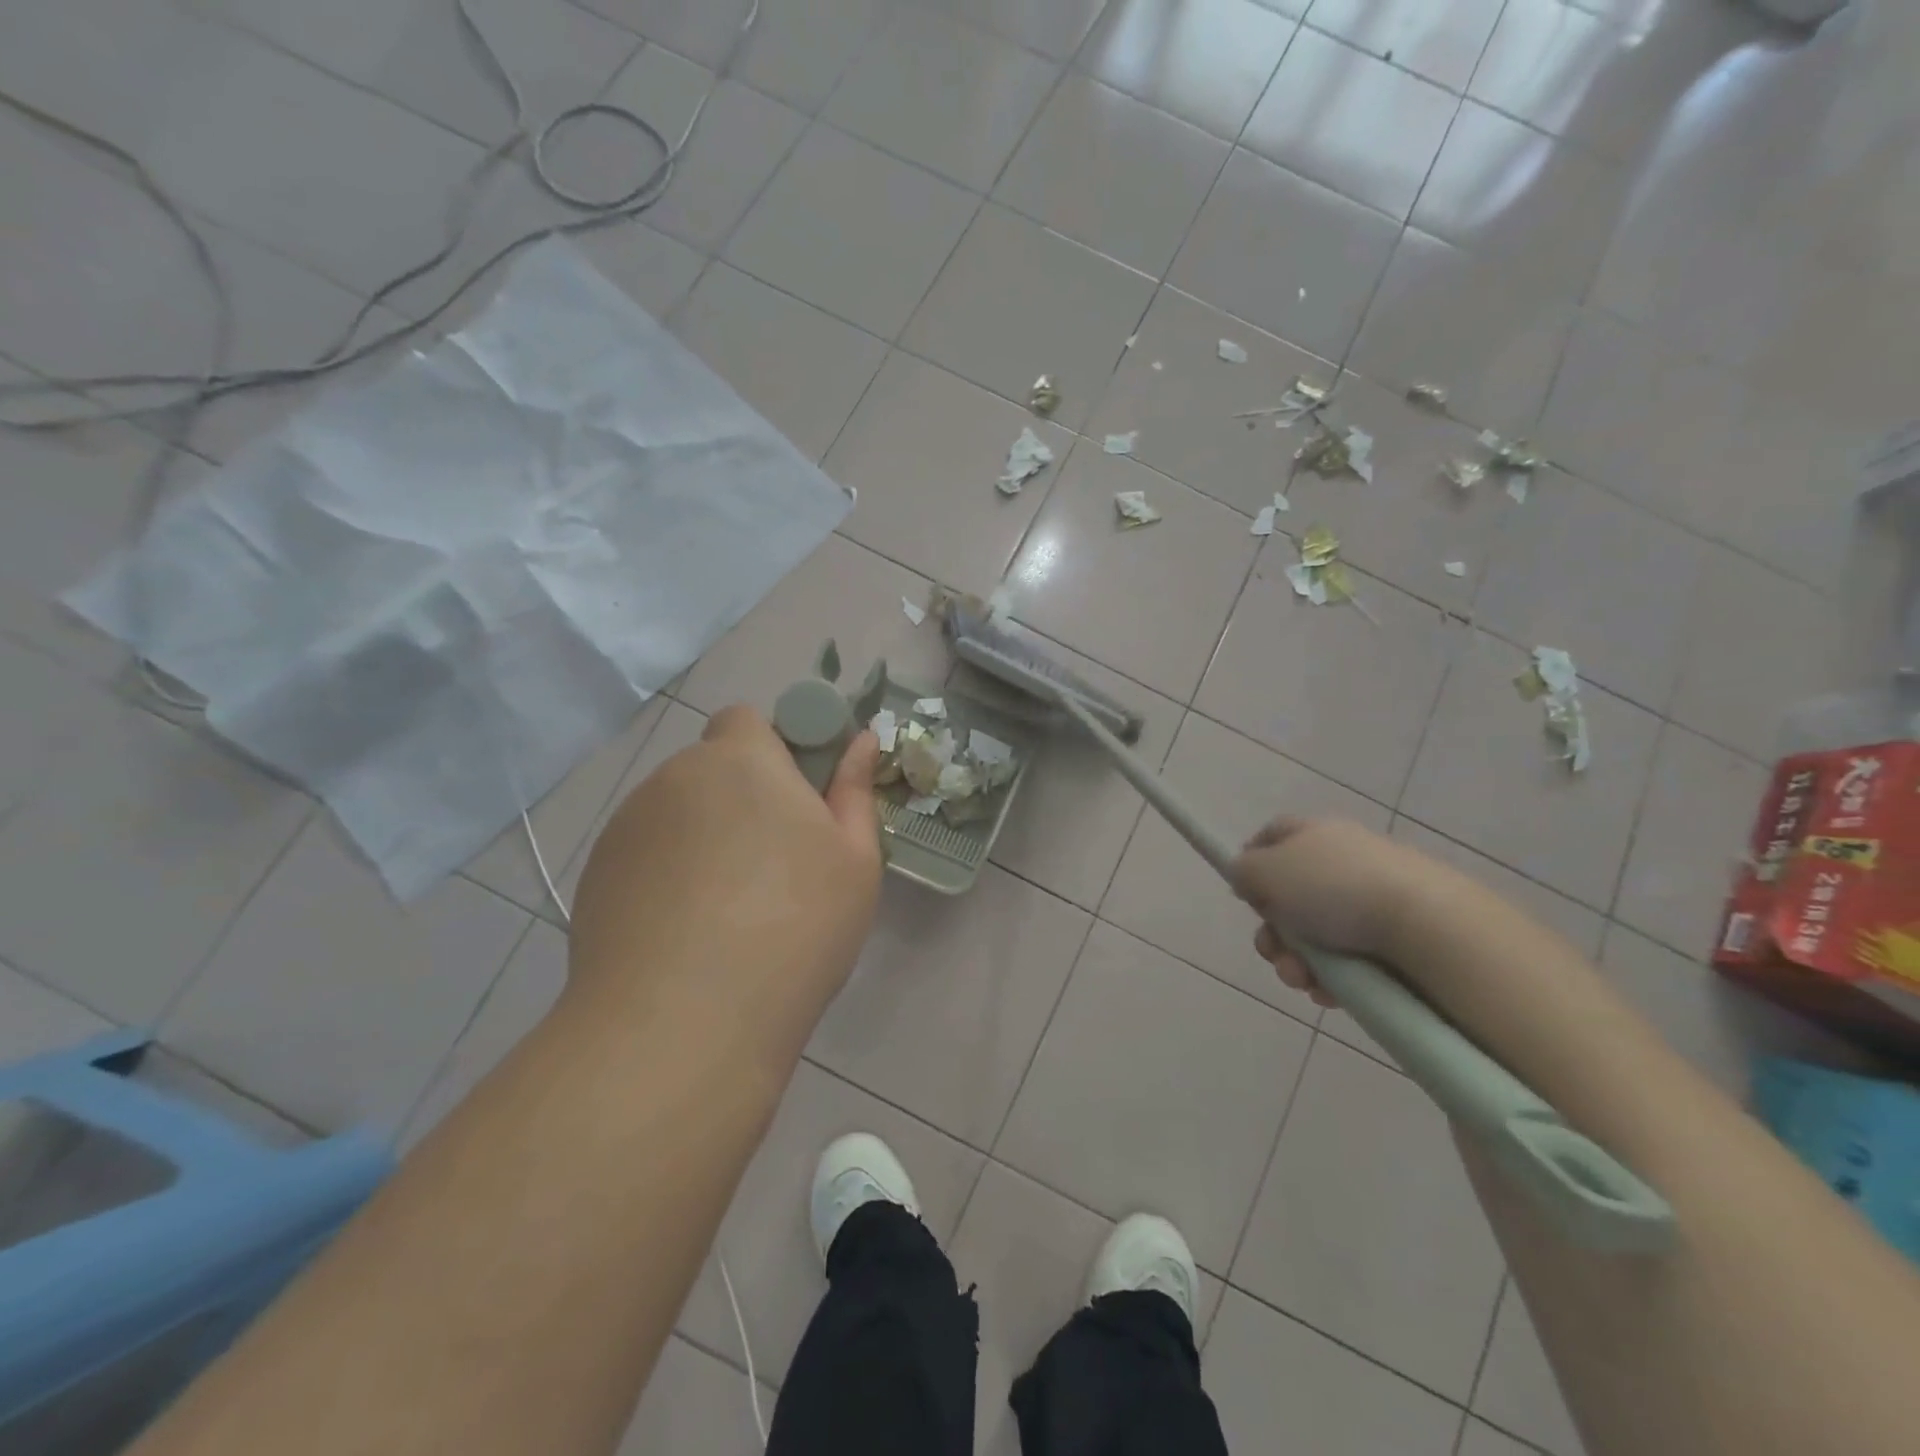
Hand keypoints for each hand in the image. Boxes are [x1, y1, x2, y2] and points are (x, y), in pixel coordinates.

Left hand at [568, 705, 883, 1024]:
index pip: (746, 719)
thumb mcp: (854, 861)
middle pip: (712, 770)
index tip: (799, 801)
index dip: (774, 750)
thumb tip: (861, 741)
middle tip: (776, 863)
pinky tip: (688, 932)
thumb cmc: (794, 927)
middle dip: (743, 798)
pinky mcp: (596, 876)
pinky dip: (669, 874)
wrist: (682, 1024)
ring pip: (679, 813)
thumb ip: (855, 791)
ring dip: (705, 836)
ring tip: (730, 910)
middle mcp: (673, 779)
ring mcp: (627, 828)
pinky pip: (647, 855)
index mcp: (740, 761)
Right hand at [1227, 818, 1433, 1008]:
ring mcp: (1372, 902)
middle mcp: (1343, 862)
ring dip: (1296, 962)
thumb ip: (1243, 871)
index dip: (1252, 862)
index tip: (1245, 894)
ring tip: (1302, 980)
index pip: (1273, 836)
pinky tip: (1329, 994)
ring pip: (1315, 936)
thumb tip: (1248, 880)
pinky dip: (1332, 980)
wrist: (1429, 930)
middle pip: (1289, 896)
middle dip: (1272, 932)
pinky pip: (1348, 962)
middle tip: (1273, 951)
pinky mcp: (1396, 942)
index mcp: (1315, 834)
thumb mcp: (1266, 870)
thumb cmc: (1334, 890)